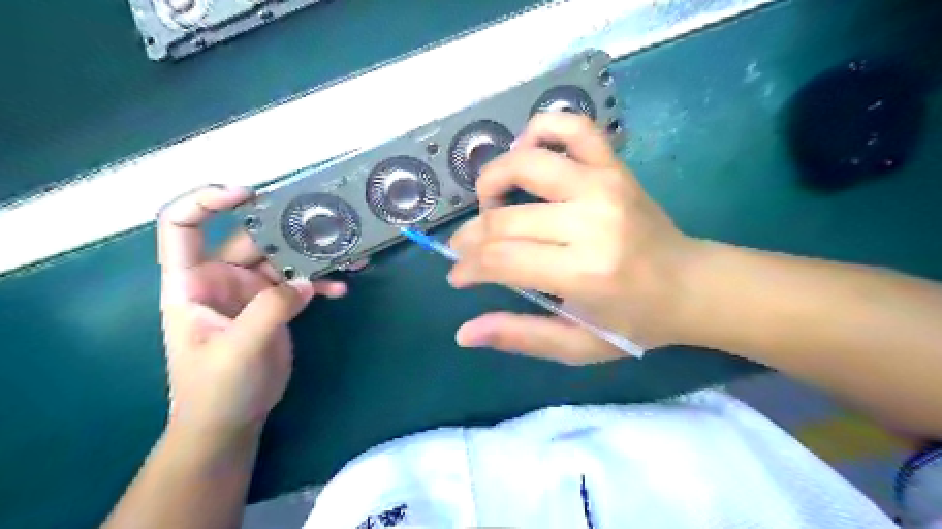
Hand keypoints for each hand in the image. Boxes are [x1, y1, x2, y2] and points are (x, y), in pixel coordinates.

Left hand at [155, 186, 346, 434]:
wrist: (232, 420)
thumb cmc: (217, 388)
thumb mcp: (238, 349)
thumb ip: (270, 309)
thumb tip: (304, 281)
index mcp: (192, 282)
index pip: (182, 227)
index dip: (205, 202)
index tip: (246, 194)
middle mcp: (222, 279)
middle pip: (252, 239)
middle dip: (287, 231)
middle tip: (326, 224)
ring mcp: (252, 292)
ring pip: (284, 259)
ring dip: (314, 257)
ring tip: (347, 255)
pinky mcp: (277, 305)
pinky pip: (301, 283)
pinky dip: (321, 283)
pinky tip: (341, 288)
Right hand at [447, 112, 698, 362]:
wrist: (692, 285)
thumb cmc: (634, 322)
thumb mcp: (577, 346)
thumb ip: (520, 336)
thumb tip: (463, 333)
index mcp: (583, 273)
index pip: (500, 260)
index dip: (468, 267)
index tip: (458, 276)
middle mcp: (591, 221)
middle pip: (504, 218)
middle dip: (470, 237)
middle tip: (465, 249)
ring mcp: (605, 185)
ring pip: (526, 162)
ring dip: (492, 179)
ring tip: (490, 203)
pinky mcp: (615, 166)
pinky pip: (572, 127)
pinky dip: (540, 130)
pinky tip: (526, 152)